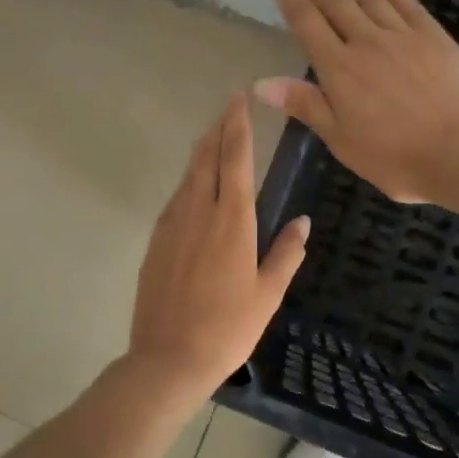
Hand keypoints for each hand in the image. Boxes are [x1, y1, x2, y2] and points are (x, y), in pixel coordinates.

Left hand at [126, 94, 309, 398]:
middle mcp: (199, 212)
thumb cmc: (228, 328)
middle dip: (218, 129)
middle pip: (207, 157)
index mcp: (232, 221)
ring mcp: (172, 225)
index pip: (235, 159)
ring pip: (188, 175)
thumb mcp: (267, 294)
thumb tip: (302, 221)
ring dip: (202, 151)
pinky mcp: (156, 241)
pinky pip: (176, 198)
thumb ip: (286, 253)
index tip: (239, 100)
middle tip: (228, 107)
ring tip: (213, 136)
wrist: (168, 358)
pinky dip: (188, 180)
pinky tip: (195, 185)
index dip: (238, 126)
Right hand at [256, 0, 458, 203]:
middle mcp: (366, 43)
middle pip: (333, 0)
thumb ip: (305, 105)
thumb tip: (260, 83)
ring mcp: (403, 36)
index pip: (306, 23)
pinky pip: (406, 2)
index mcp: (339, 70)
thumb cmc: (397, 157)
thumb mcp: (342, 140)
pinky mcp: (434, 37)